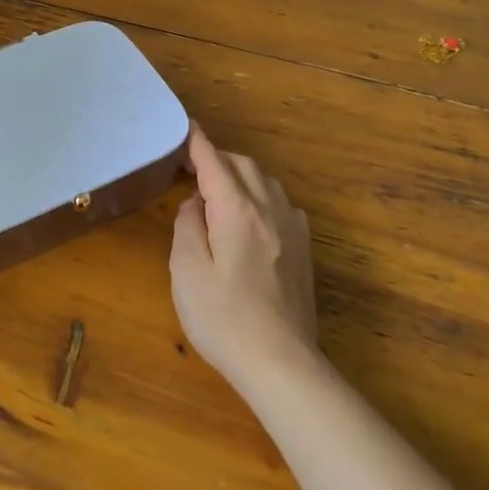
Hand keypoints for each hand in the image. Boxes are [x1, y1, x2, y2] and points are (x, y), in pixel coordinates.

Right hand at [169, 125, 320, 385]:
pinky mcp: (303, 249)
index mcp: (237, 210)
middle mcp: (269, 209)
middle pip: (243, 165)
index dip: (197, 142)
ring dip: (240, 175)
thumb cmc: (224, 318)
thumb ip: (187, 226)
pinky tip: (250, 216)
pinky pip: (280, 203)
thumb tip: (195, 204)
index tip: (185, 126)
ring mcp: (292, 229)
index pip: (214, 162)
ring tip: (217, 189)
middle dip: (217, 158)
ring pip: (265, 181)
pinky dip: (260, 195)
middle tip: (191, 167)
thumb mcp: (186, 272)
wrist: (281, 363)